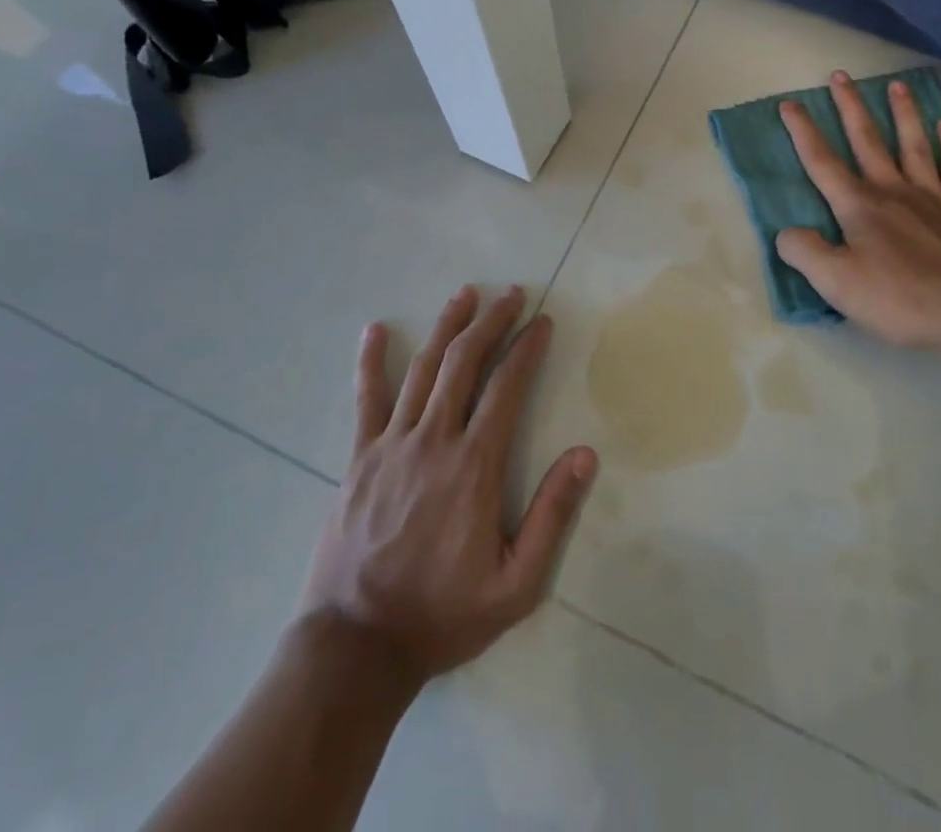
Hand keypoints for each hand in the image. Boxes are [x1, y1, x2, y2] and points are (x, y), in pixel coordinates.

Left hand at [300, 285, 597, 685]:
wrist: (355, 648)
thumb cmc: (442, 615)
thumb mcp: (515, 584)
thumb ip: (552, 516)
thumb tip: (585, 454)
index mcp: (473, 465)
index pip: (507, 387)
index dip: (527, 348)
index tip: (542, 320)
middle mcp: (433, 440)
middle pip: (464, 362)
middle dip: (491, 322)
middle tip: (510, 293)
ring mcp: (391, 444)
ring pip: (423, 368)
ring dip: (446, 326)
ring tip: (465, 294)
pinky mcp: (359, 458)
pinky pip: (366, 399)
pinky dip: (370, 361)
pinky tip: (374, 330)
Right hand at [776, 71, 940, 358]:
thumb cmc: (900, 297)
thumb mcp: (837, 283)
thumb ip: (805, 253)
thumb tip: (786, 233)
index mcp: (859, 205)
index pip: (822, 162)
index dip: (803, 132)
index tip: (790, 104)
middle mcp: (893, 189)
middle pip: (867, 139)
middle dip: (850, 107)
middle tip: (840, 76)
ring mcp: (933, 195)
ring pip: (913, 143)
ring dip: (903, 113)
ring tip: (896, 85)